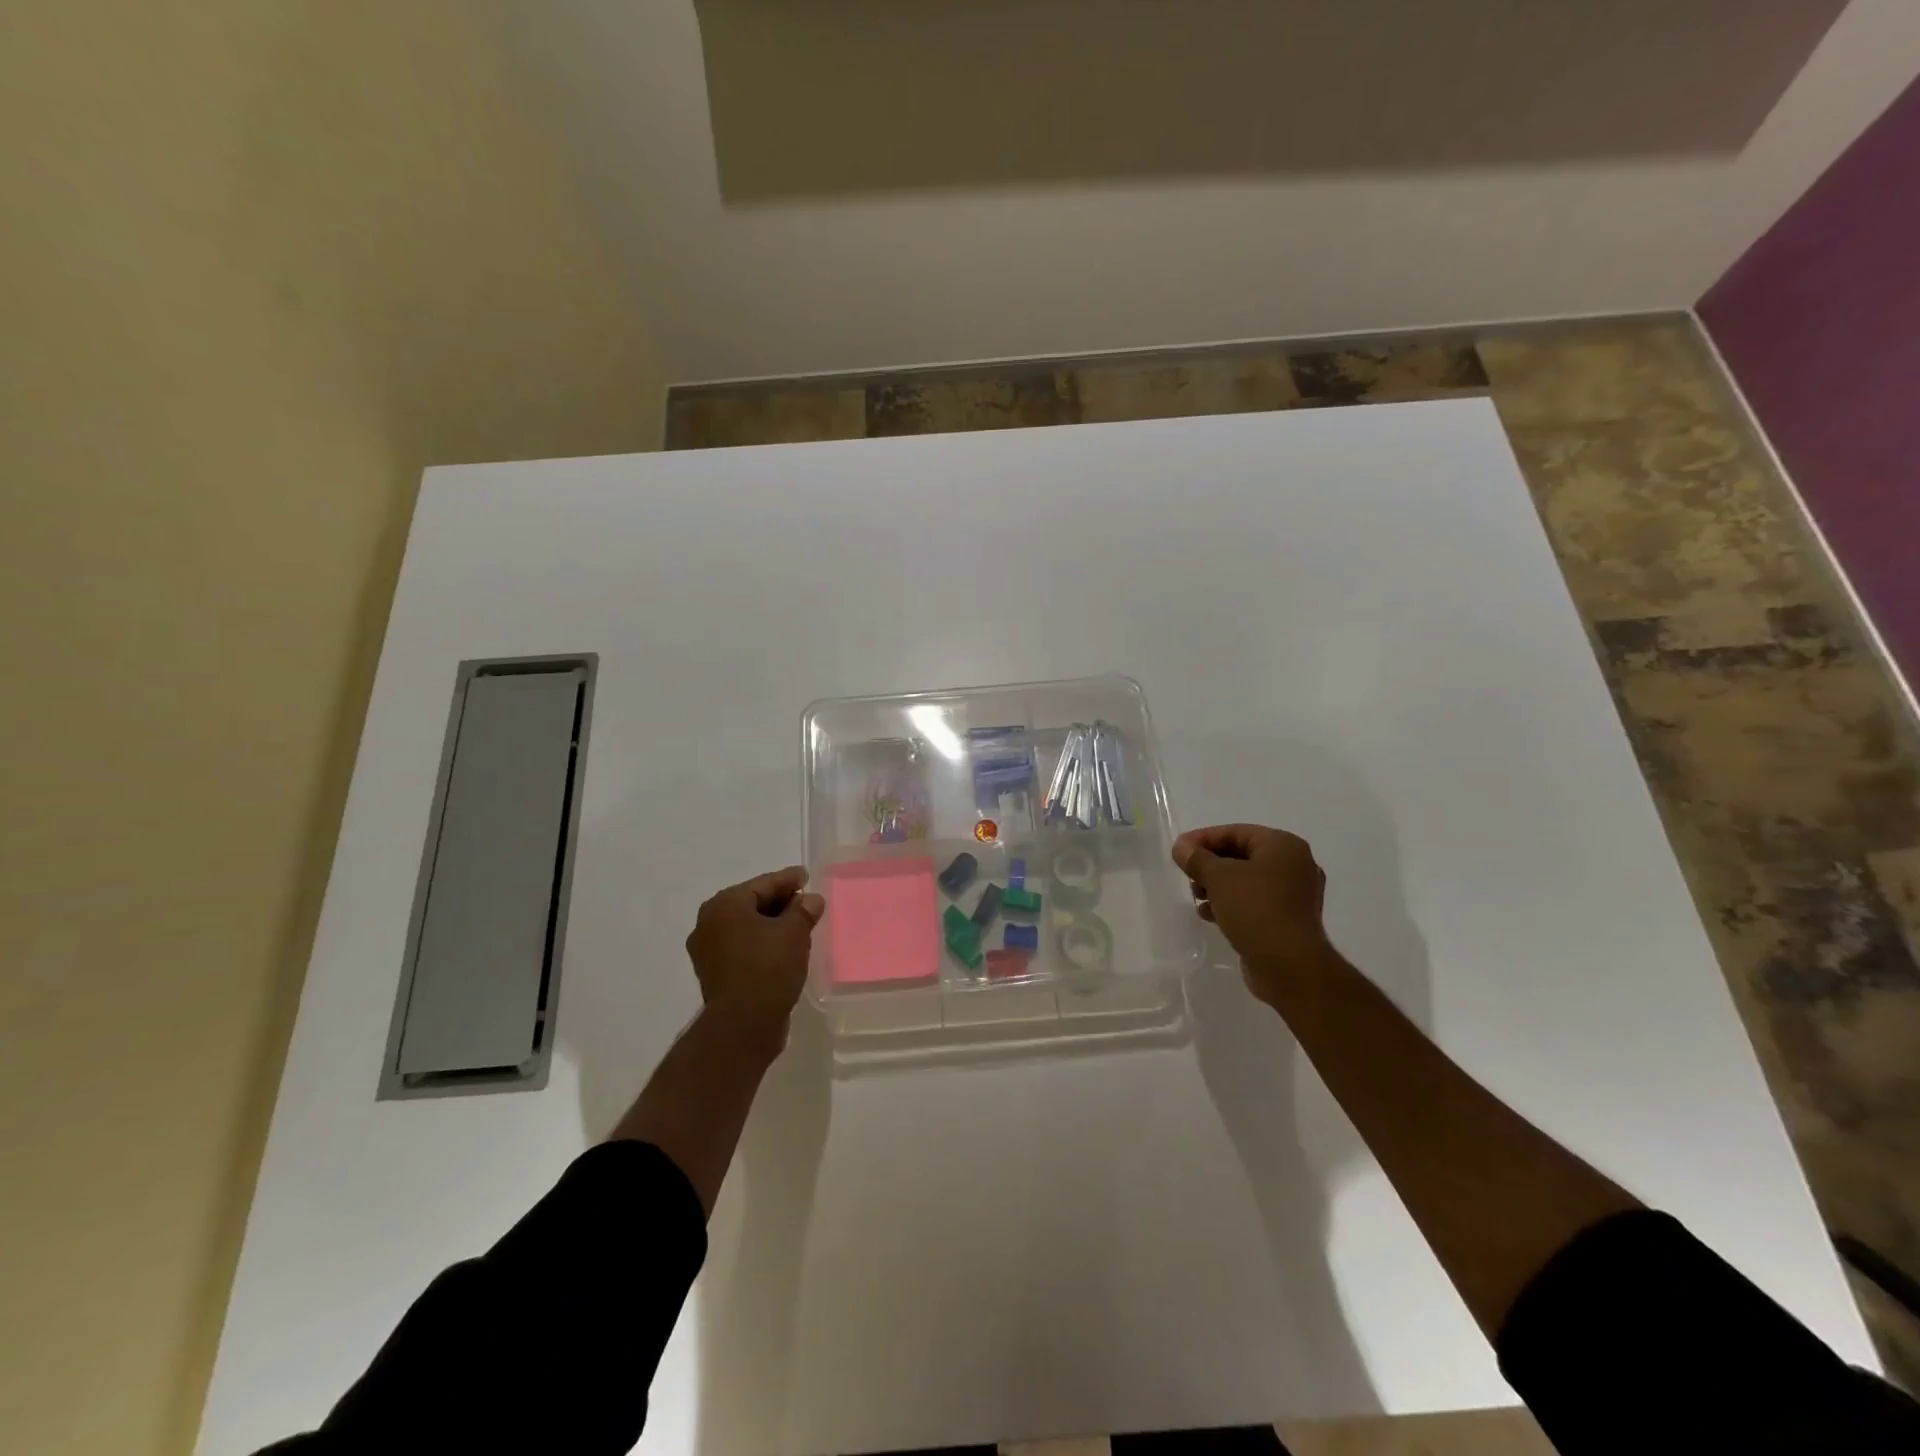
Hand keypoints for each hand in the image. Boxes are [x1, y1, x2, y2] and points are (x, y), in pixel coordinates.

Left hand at [686, 866, 825, 1044]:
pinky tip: (783, 948)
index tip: (805, 875)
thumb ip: (803, 910)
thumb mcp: (794, 933)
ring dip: (772, 924)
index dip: (788, 879)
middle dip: (780, 902)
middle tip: (806, 901)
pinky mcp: (715, 974)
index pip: (762, 884)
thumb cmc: (768, 967)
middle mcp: (709, 924)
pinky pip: (743, 947)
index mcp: (724, 905)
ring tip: (799, 925)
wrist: (743, 1025)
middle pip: (751, 904)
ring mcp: (708, 951)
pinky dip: (762, 943)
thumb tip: (810, 900)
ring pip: (747, 927)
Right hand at [1171, 824, 1332, 1005]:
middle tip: (1188, 876)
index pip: (1236, 832)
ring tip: (1198, 898)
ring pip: (1247, 881)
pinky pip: (1254, 902)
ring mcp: (1294, 895)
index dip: (1203, 839)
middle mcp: (1294, 865)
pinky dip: (1232, 904)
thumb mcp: (1218, 877)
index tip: (1179, 851)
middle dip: (1210, 865)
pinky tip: (1211, 915)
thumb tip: (1181, 847)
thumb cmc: (1254, 908)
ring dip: (1218, 886)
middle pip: (1242, 855)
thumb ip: (1196, 858)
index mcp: (1284, 846)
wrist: (1289, 965)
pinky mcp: (1288, 920)